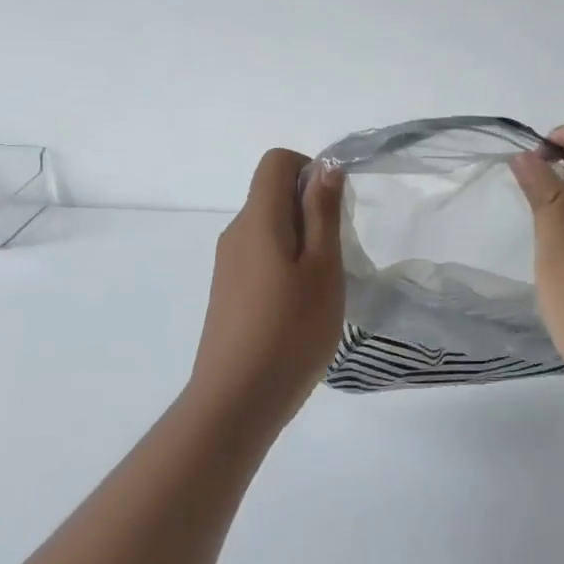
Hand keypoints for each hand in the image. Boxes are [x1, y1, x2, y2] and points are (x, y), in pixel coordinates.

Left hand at [188, 149, 346, 433]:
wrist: (236, 402)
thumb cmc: (290, 330)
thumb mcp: (323, 267)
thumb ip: (323, 212)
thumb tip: (325, 166)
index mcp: (257, 220)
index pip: (277, 162)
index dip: (310, 171)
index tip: (334, 210)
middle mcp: (235, 234)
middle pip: (273, 195)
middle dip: (310, 210)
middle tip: (336, 255)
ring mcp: (227, 265)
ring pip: (269, 229)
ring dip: (301, 242)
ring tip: (321, 287)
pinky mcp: (227, 293)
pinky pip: (260, 258)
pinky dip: (285, 266)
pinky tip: (299, 309)